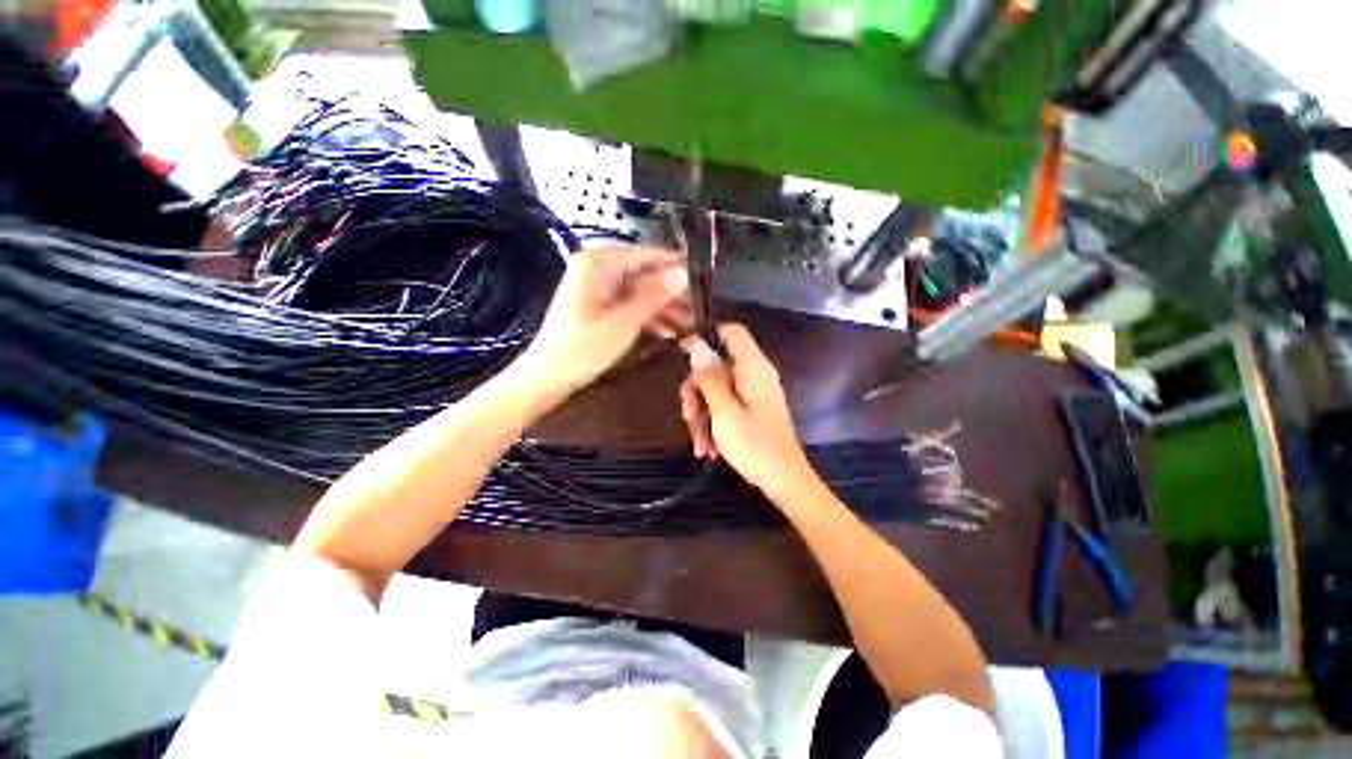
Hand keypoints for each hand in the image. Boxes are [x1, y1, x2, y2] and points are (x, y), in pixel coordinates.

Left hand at [520, 246, 688, 399]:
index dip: (674, 264)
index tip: (700, 273)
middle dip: (671, 292)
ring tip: (691, 323)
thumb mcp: (623, 322)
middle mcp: (597, 270)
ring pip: (640, 292)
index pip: (645, 255)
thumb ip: (654, 296)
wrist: (549, 377)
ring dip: (664, 308)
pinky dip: (649, 317)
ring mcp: (598, 289)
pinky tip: (670, 331)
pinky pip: (631, 305)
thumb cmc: (582, 348)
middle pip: (644, 274)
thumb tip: (682, 274)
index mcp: (597, 264)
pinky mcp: (600, 307)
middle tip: (699, 306)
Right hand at [680, 324, 818, 499]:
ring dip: (702, 414)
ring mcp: (754, 393)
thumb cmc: (754, 446)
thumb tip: (696, 343)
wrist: (785, 482)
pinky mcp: (752, 410)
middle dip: (696, 390)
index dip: (706, 338)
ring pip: (716, 389)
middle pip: (716, 365)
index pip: (731, 332)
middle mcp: (754, 375)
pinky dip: (714, 423)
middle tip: (687, 416)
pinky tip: (708, 448)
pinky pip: (725, 405)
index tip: (682, 357)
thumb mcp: (724, 412)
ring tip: (699, 444)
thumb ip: (709, 377)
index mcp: (753, 367)